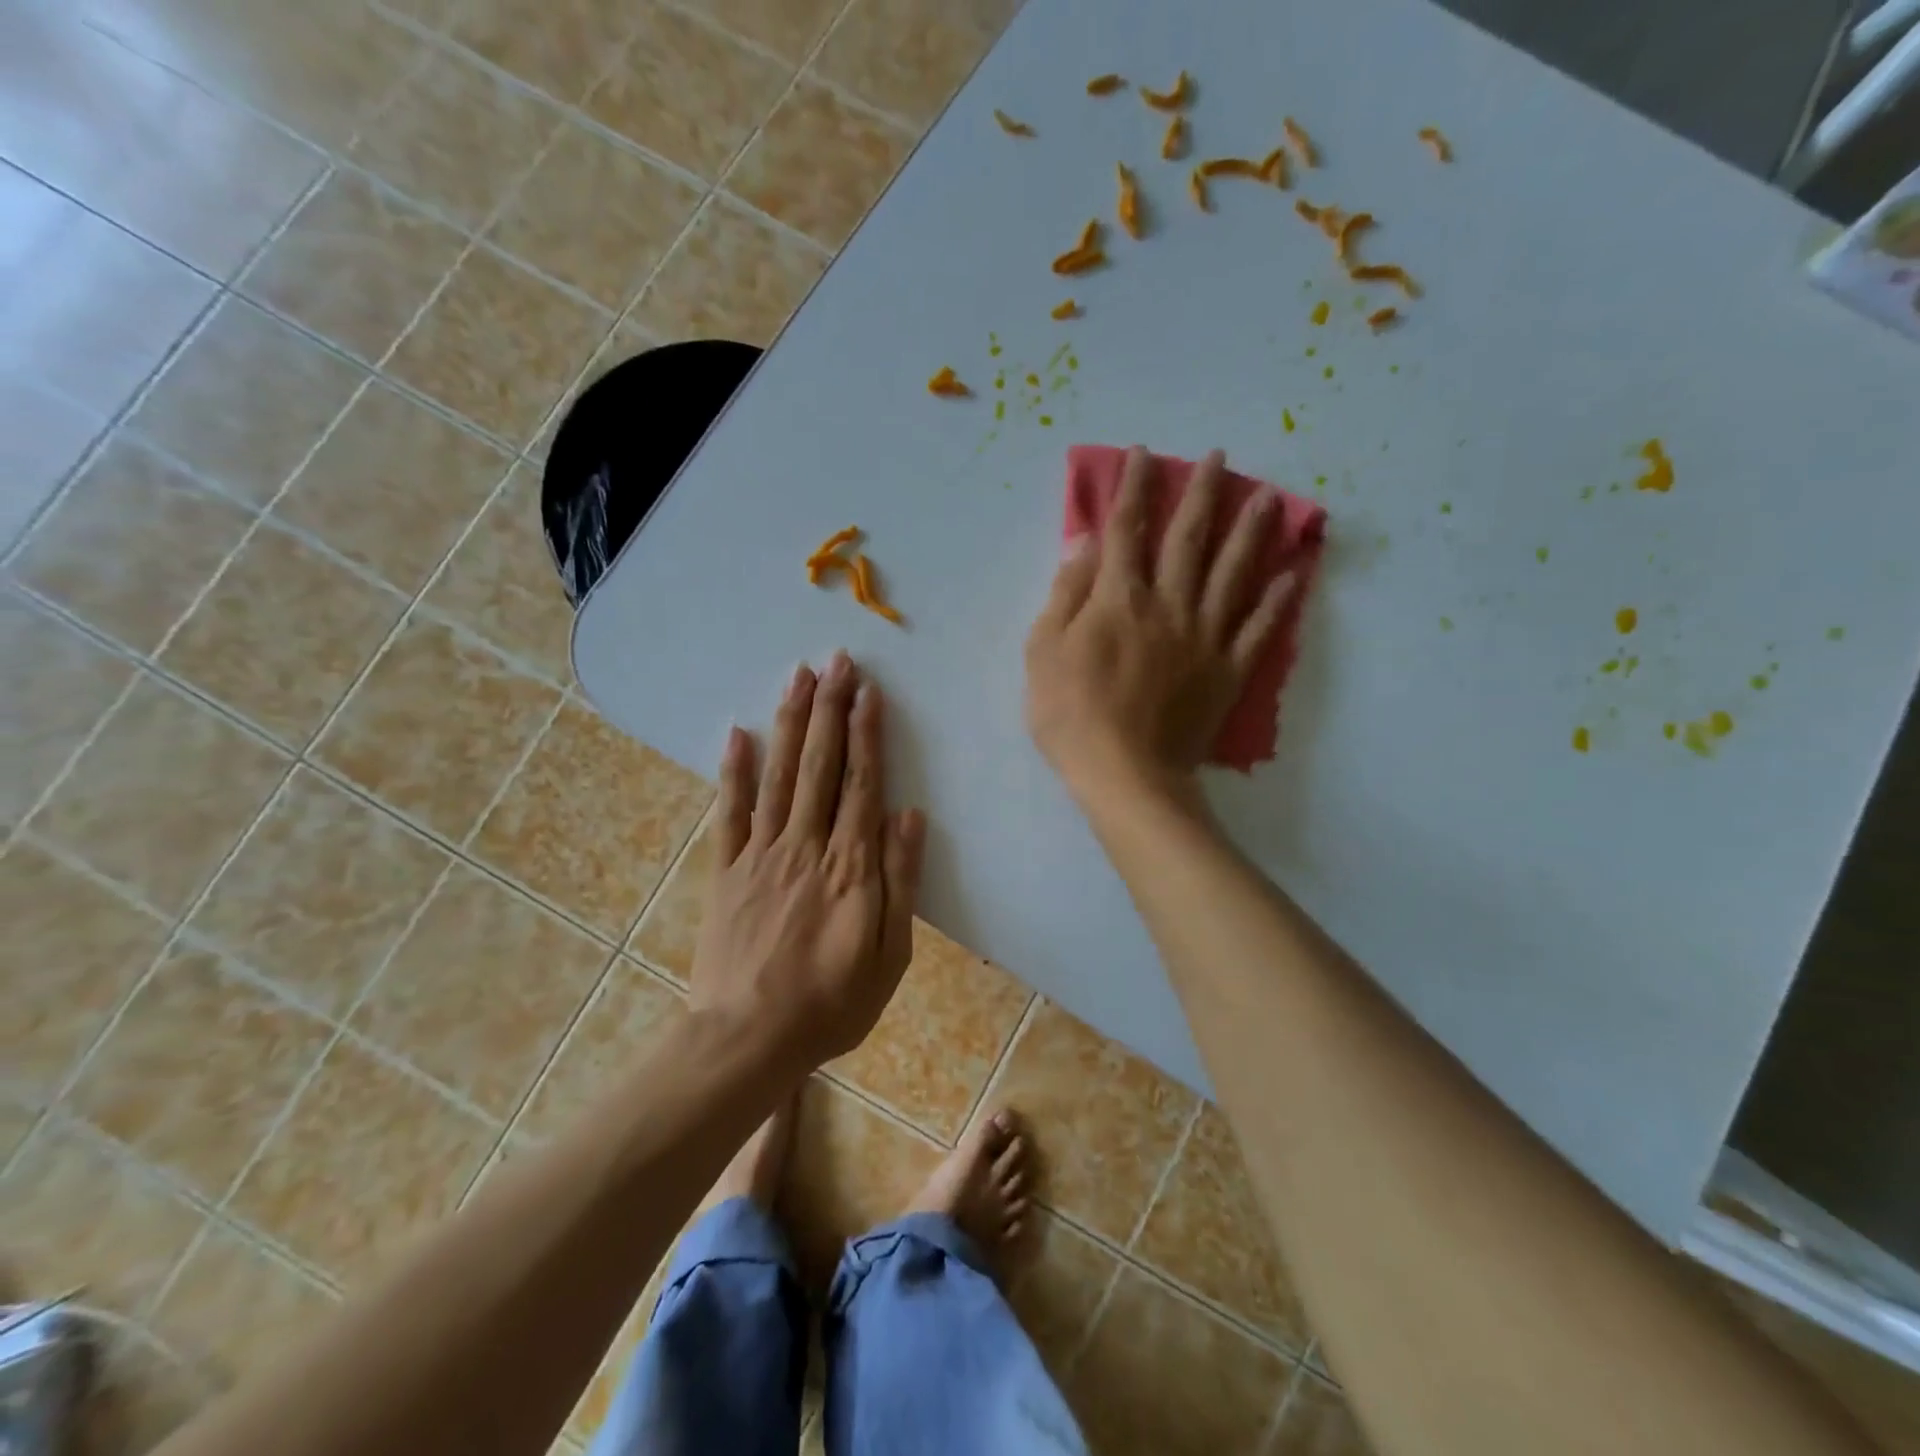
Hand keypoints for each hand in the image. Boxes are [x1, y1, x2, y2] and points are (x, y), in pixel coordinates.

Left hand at [689, 652, 925, 1071]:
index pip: (861, 784)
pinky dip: (734, 772)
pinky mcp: (727, 871)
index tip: (868, 692)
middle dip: (830, 710)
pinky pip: (730, 813)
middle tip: (835, 661)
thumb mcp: (889, 955)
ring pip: (779, 776)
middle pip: (820, 766)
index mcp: (850, 866)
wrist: (747, 1040)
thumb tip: (909, 816)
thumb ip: (900, 881)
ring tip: (798, 678)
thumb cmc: (831, 1004)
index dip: (866, 735)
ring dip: (790, 723)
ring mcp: (761, 855)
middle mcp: (806, 846)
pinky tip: (738, 734)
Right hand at [1025, 446, 1292, 801]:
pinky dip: (1277, 603)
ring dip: (1250, 532)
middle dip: (1201, 494)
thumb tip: (1087, 542)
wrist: (1124, 774)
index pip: (1127, 530)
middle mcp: (1168, 605)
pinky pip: (1257, 631)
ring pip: (1232, 574)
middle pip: (1188, 539)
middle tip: (1219, 458)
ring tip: (1270, 498)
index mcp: (1119, 599)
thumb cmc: (1070, 715)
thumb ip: (1066, 593)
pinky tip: (1293, 577)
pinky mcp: (1227, 672)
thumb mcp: (1043, 651)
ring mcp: (1204, 638)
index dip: (1133, 488)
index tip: (1144, 454)